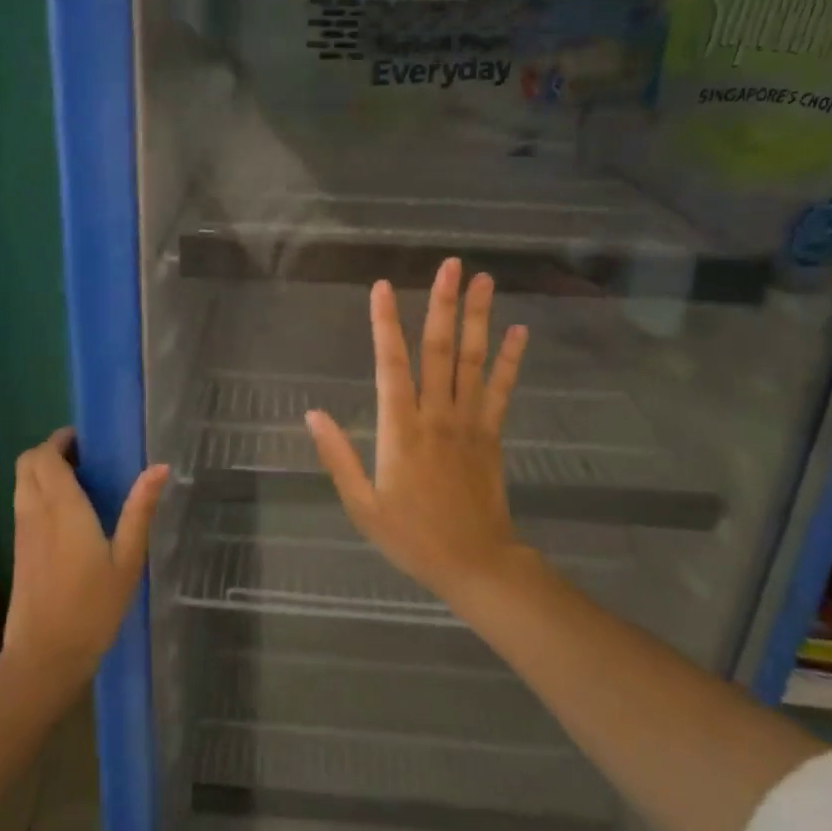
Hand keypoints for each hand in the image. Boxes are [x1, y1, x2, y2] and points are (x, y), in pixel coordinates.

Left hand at [3, 429, 167, 689]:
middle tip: (85, 459)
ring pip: (22, 483)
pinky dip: (39, 493)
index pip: (45, 456)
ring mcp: (23, 531)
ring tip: (80, 483)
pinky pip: (23, 503)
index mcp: (62, 507)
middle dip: (50, 452)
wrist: (45, 656)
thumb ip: (139, 510)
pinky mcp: (19, 549)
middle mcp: (35, 511)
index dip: (61, 440)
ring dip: (43, 472)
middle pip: (27, 463)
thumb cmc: (92, 607)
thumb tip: (159, 467)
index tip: (87, 441)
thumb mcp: (127, 560)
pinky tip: (68, 514)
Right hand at [306, 259, 528, 602]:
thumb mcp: (361, 504)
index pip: (391, 366)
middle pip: (439, 351)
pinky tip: (518, 331)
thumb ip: (338, 455)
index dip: (385, 325)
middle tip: (451, 266)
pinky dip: (510, 360)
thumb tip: (313, 413)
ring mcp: (469, 423)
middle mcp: (437, 416)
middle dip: (443, 305)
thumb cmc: (411, 536)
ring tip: (483, 280)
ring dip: (478, 319)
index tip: (382, 287)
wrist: (475, 564)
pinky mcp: (492, 434)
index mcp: (401, 430)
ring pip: (472, 361)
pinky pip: (501, 390)